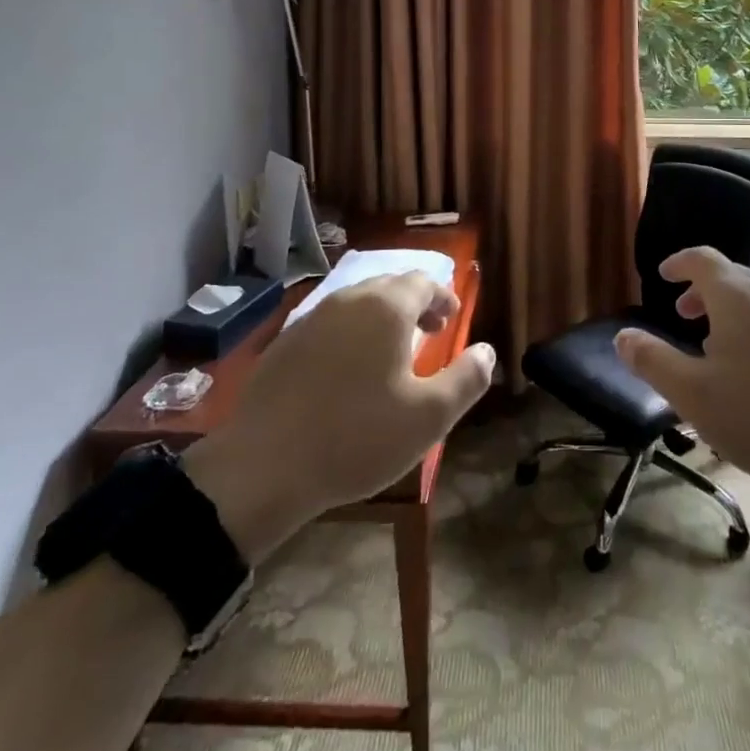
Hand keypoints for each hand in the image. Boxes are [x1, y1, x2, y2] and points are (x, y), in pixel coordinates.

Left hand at [185, 272, 495, 560]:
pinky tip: (346, 372)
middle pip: (390, 286)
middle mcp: (349, 300)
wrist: (262, 468)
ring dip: (381, 319)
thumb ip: (467, 378)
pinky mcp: (284, 343)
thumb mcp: (428, 417)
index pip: (424, 282)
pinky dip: (349, 335)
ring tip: (390, 355)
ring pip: (357, 303)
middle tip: (427, 336)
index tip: (451, 323)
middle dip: (414, 305)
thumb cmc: (356, 437)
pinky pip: (329, 324)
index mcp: (386, 308)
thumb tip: (487, 351)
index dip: (443, 298)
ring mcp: (311, 319)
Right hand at [613, 247, 749, 489]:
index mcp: (736, 295)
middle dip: (702, 290)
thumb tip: (622, 335)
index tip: (662, 276)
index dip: (678, 263)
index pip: (702, 258)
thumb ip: (653, 362)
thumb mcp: (694, 394)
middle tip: (683, 314)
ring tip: (714, 348)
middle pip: (731, 276)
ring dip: (729, 312)